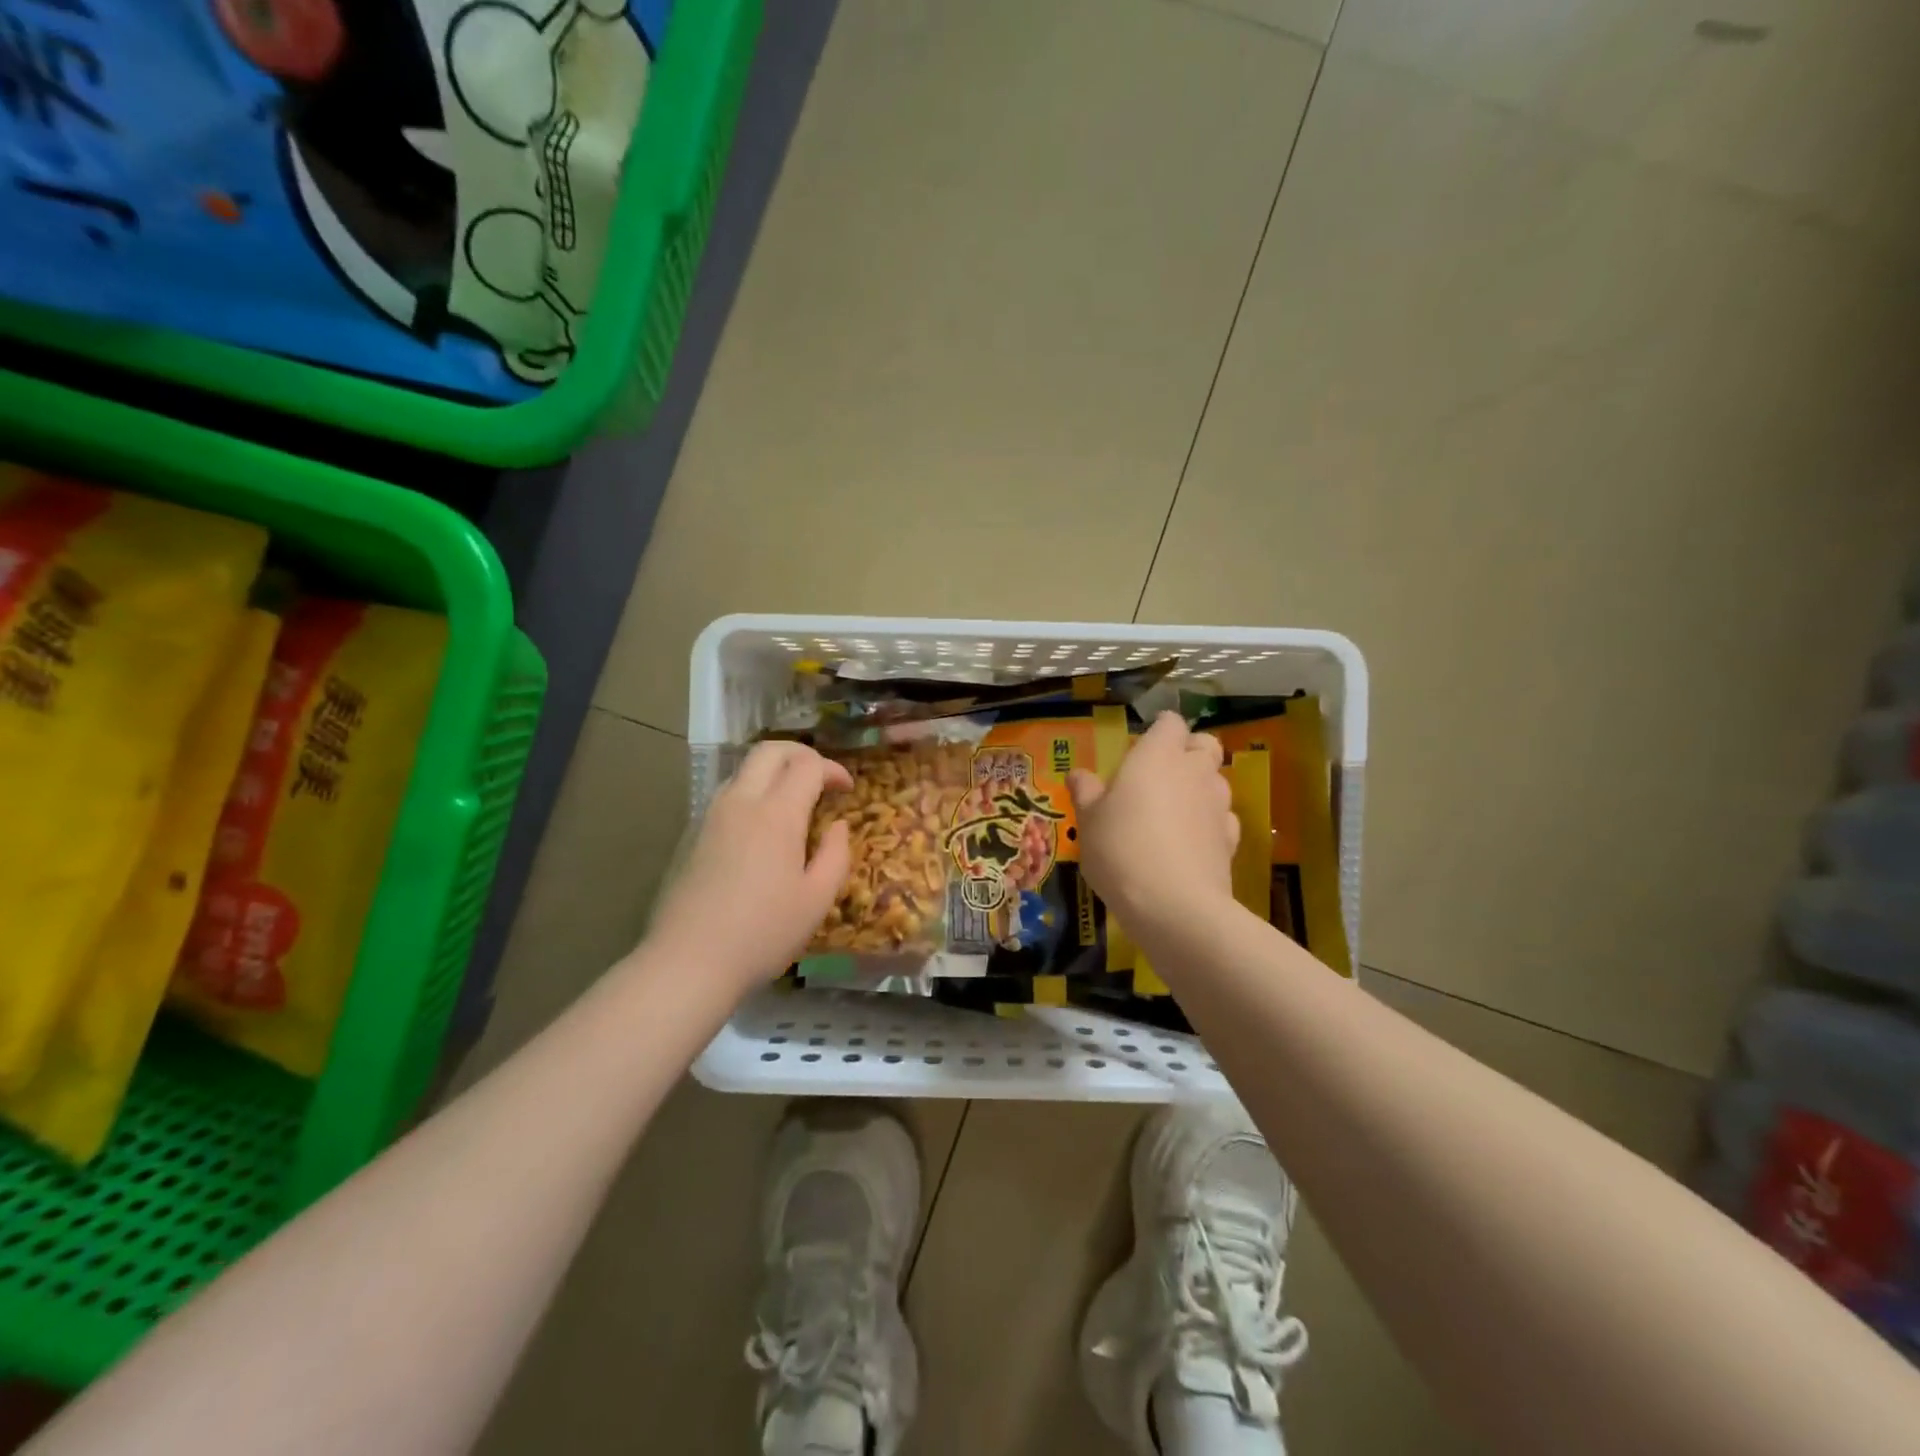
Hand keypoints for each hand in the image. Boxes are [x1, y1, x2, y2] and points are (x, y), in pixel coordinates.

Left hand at [647, 741, 852, 997]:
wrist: (689, 961)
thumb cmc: (763, 932)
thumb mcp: (817, 899)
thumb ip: (835, 854)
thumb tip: (837, 826)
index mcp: (776, 814)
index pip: (808, 765)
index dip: (833, 770)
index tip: (847, 790)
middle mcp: (741, 802)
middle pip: (770, 751)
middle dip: (801, 754)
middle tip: (821, 777)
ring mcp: (711, 816)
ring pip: (743, 769)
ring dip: (773, 771)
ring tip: (793, 800)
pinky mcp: (693, 835)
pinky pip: (727, 794)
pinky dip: (752, 792)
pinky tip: (761, 827)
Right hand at [1068, 711, 1238, 930]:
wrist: (1174, 904)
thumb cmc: (1121, 848)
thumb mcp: (1089, 820)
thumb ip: (1086, 792)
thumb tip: (1078, 774)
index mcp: (1157, 755)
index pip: (1170, 722)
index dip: (1158, 730)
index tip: (1140, 746)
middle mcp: (1193, 770)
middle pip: (1204, 744)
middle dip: (1189, 751)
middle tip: (1161, 774)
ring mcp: (1218, 804)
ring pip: (1217, 780)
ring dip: (1200, 786)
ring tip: (1173, 811)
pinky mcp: (1231, 838)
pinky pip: (1222, 817)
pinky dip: (1209, 821)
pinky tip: (1189, 841)